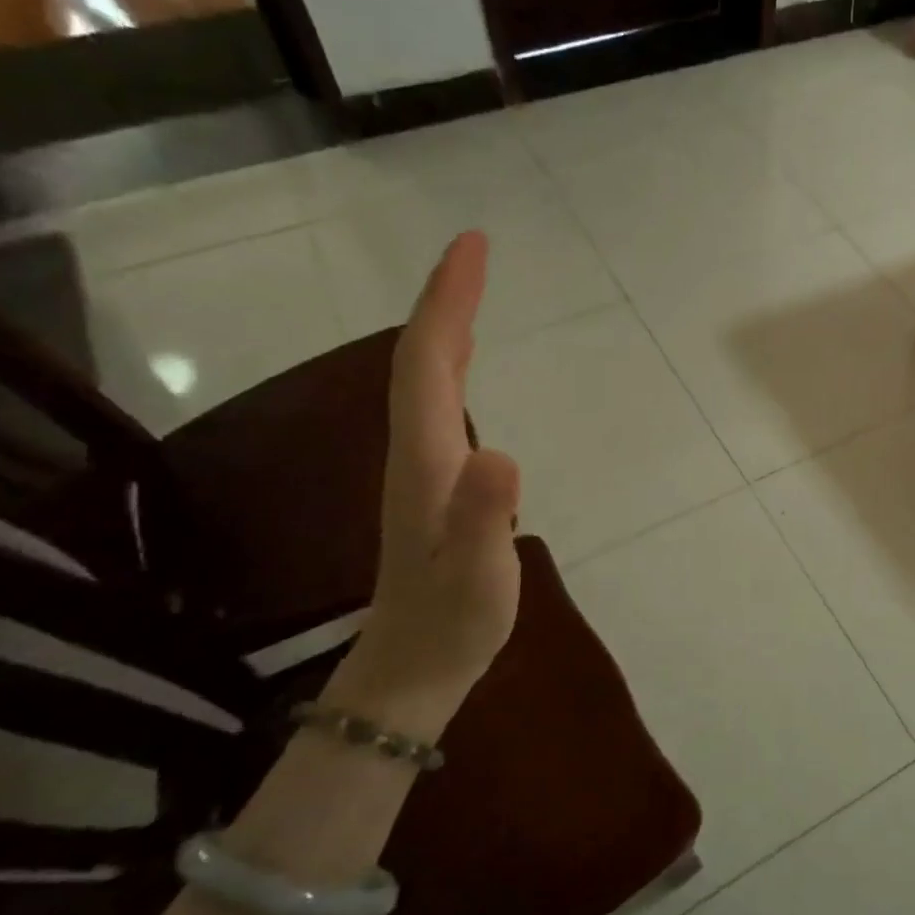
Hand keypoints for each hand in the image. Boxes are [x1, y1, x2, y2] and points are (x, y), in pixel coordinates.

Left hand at [325, 231, 521, 735]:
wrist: (412, 666)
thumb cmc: (452, 622)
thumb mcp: (479, 578)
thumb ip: (484, 518)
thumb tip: (501, 452)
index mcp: (427, 459)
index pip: (428, 363)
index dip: (448, 302)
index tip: (472, 247)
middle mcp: (416, 450)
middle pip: (420, 358)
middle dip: (446, 299)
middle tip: (476, 251)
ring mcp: (421, 466)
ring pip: (424, 377)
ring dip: (445, 325)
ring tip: (471, 288)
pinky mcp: (434, 481)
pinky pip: (437, 401)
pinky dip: (450, 363)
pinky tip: (464, 363)